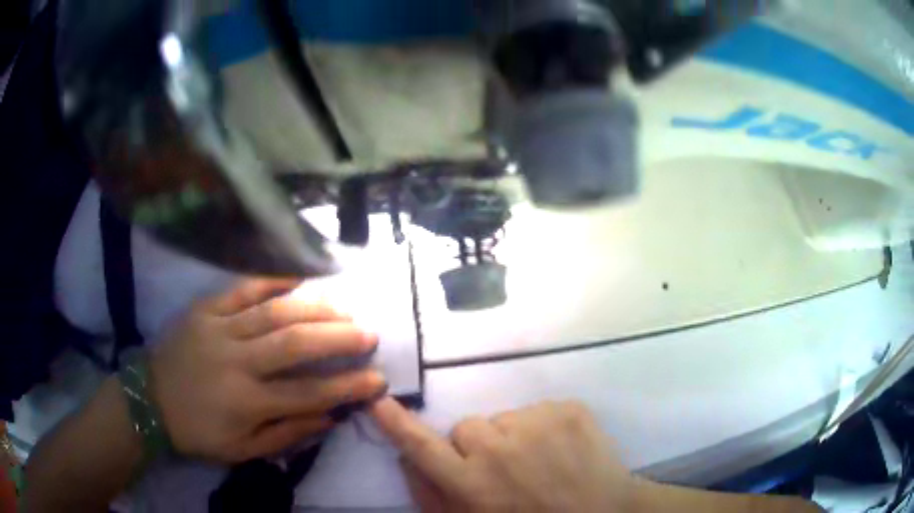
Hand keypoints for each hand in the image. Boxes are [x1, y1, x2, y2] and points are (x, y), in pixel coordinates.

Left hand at [150, 278, 385, 462]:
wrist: (148, 400)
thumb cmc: (198, 432)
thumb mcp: (242, 451)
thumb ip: (286, 435)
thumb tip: (329, 417)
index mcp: (246, 403)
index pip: (308, 394)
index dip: (347, 387)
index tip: (377, 379)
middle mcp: (236, 362)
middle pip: (295, 344)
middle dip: (338, 338)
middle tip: (369, 333)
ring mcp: (219, 329)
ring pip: (274, 312)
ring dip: (314, 308)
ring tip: (344, 308)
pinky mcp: (204, 309)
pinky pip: (241, 289)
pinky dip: (272, 280)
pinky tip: (298, 277)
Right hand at [369, 399, 634, 511]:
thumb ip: (432, 497)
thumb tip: (407, 461)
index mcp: (473, 483)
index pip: (422, 447)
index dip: (398, 425)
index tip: (379, 401)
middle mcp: (498, 448)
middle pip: (467, 428)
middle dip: (476, 447)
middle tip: (502, 470)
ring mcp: (537, 423)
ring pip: (504, 419)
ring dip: (512, 437)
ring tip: (538, 463)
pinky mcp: (568, 409)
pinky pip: (539, 411)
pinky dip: (544, 427)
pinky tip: (562, 451)